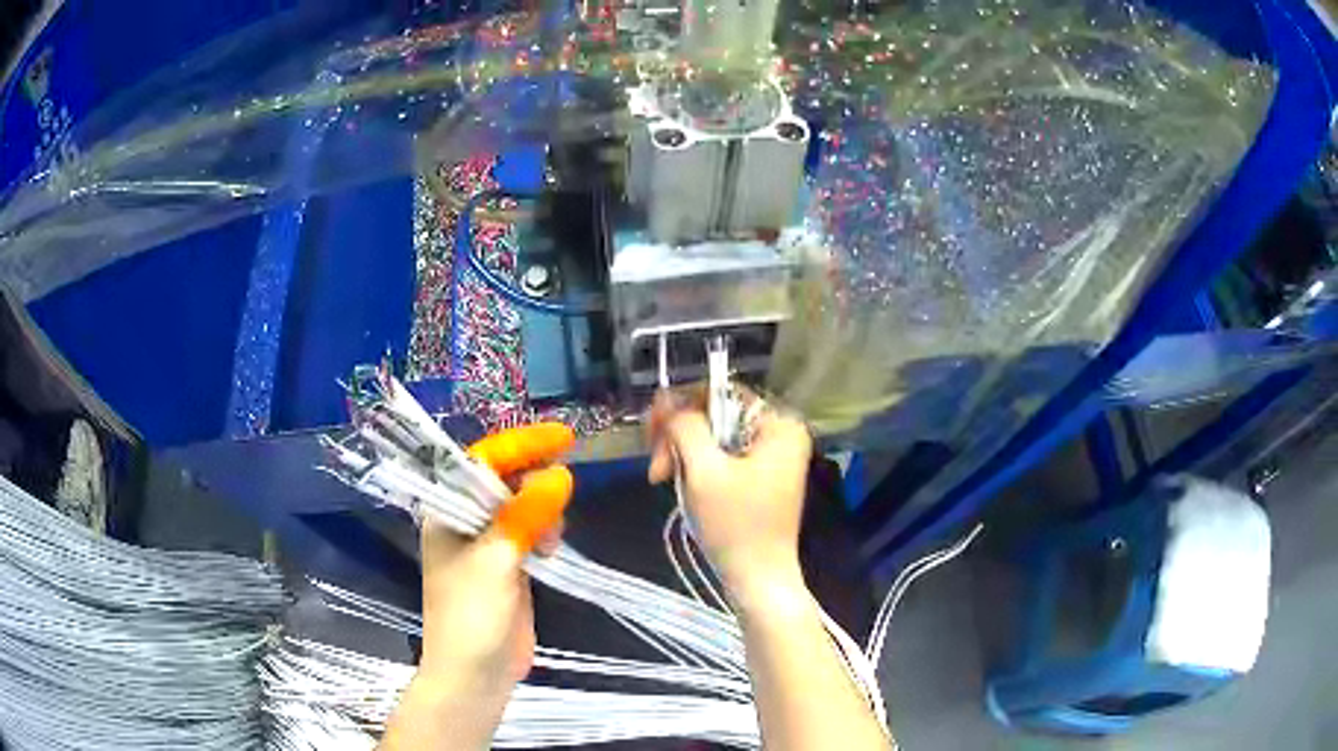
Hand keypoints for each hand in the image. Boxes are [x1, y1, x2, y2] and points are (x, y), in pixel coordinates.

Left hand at [382, 425, 572, 750]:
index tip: (563, 437)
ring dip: (543, 510)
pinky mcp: (509, 567)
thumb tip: (561, 475)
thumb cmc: (471, 616)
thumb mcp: (495, 562)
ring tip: (549, 538)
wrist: (475, 676)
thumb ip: (525, 516)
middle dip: (534, 478)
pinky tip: (551, 548)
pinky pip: (532, 532)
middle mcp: (465, 522)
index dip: (521, 445)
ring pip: (523, 506)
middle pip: (503, 480)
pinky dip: (546, 531)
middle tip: (563, 489)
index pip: (482, 462)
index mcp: (447, 512)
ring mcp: (488, 545)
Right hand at [647, 391, 812, 600]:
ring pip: (713, 438)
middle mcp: (779, 433)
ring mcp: (770, 457)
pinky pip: (721, 458)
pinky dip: (697, 468)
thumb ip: (685, 426)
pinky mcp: (759, 478)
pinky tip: (681, 485)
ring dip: (682, 455)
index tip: (651, 431)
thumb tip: (668, 400)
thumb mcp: (704, 470)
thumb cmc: (736, 525)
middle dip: (679, 437)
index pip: (721, 391)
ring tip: (663, 481)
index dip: (681, 404)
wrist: (757, 580)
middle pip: (715, 415)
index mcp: (778, 424)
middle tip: (657, 469)